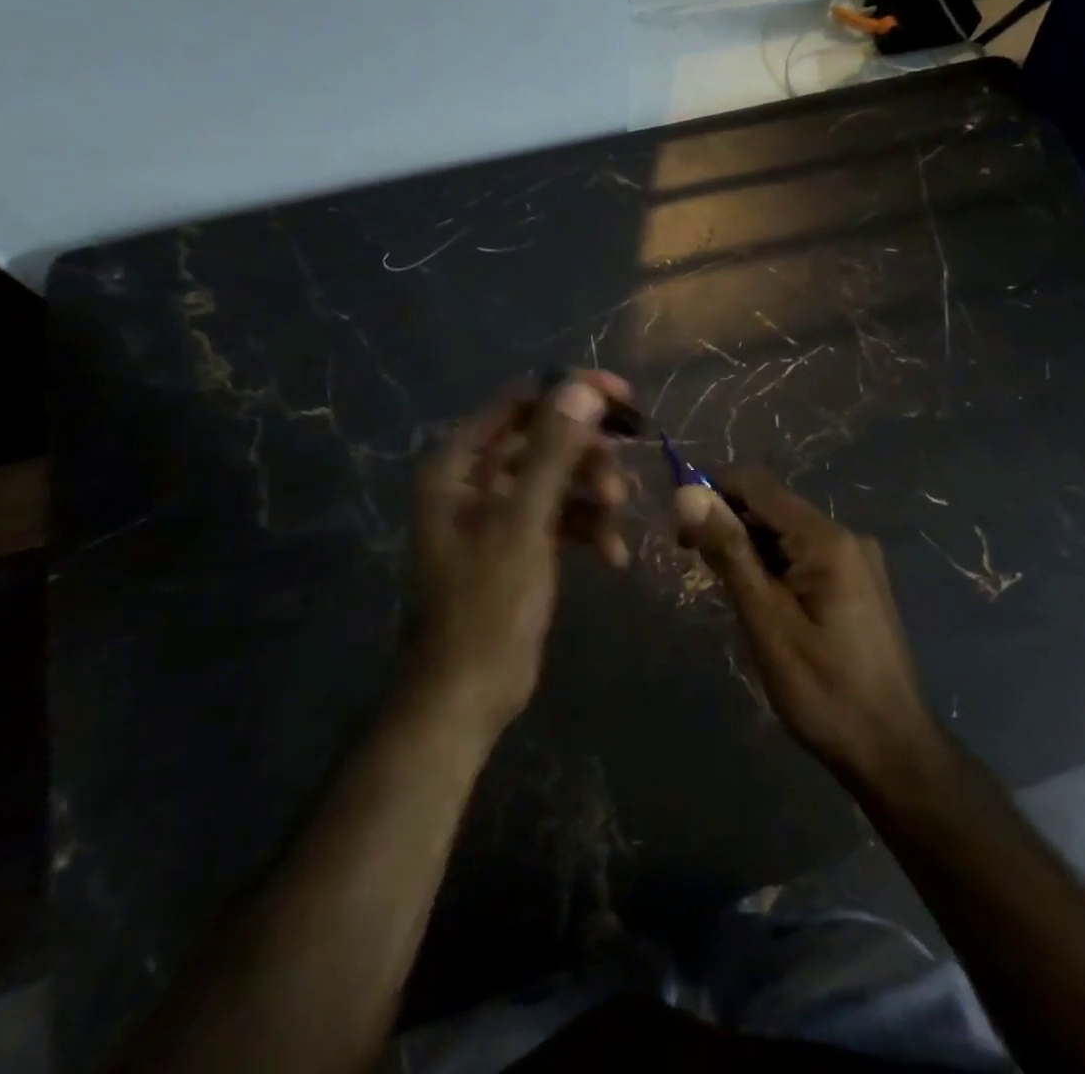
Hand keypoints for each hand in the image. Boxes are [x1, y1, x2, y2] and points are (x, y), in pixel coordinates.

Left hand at [406, 370, 630, 738]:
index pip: (520, 402)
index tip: (624, 400)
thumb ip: (552, 453)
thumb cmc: (485, 607)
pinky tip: (613, 556)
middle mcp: (475, 479)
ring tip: (616, 521)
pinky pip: (563, 516)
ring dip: (594, 495)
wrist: (466, 696)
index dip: (571, 393)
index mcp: (459, 464)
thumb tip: (582, 387)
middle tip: (625, 471)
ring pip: (560, 477)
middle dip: (588, 455)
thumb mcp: (523, 525)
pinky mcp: (521, 541)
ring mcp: (499, 511)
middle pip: (545, 438)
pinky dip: (589, 528)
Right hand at [675, 471, 938, 788]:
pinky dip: (774, 567)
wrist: (893, 751)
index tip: (680, 529)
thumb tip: (688, 493)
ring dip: (749, 549)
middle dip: (729, 524)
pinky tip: (760, 601)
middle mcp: (846, 536)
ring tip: (727, 592)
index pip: (757, 485)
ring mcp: (856, 560)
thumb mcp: (767, 622)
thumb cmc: (824, 690)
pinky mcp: (857, 583)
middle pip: (773, 508)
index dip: (713, 495)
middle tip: (696, 565)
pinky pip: (804, 556)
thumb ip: (729, 553)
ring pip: (787, 534)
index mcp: (827, 539)